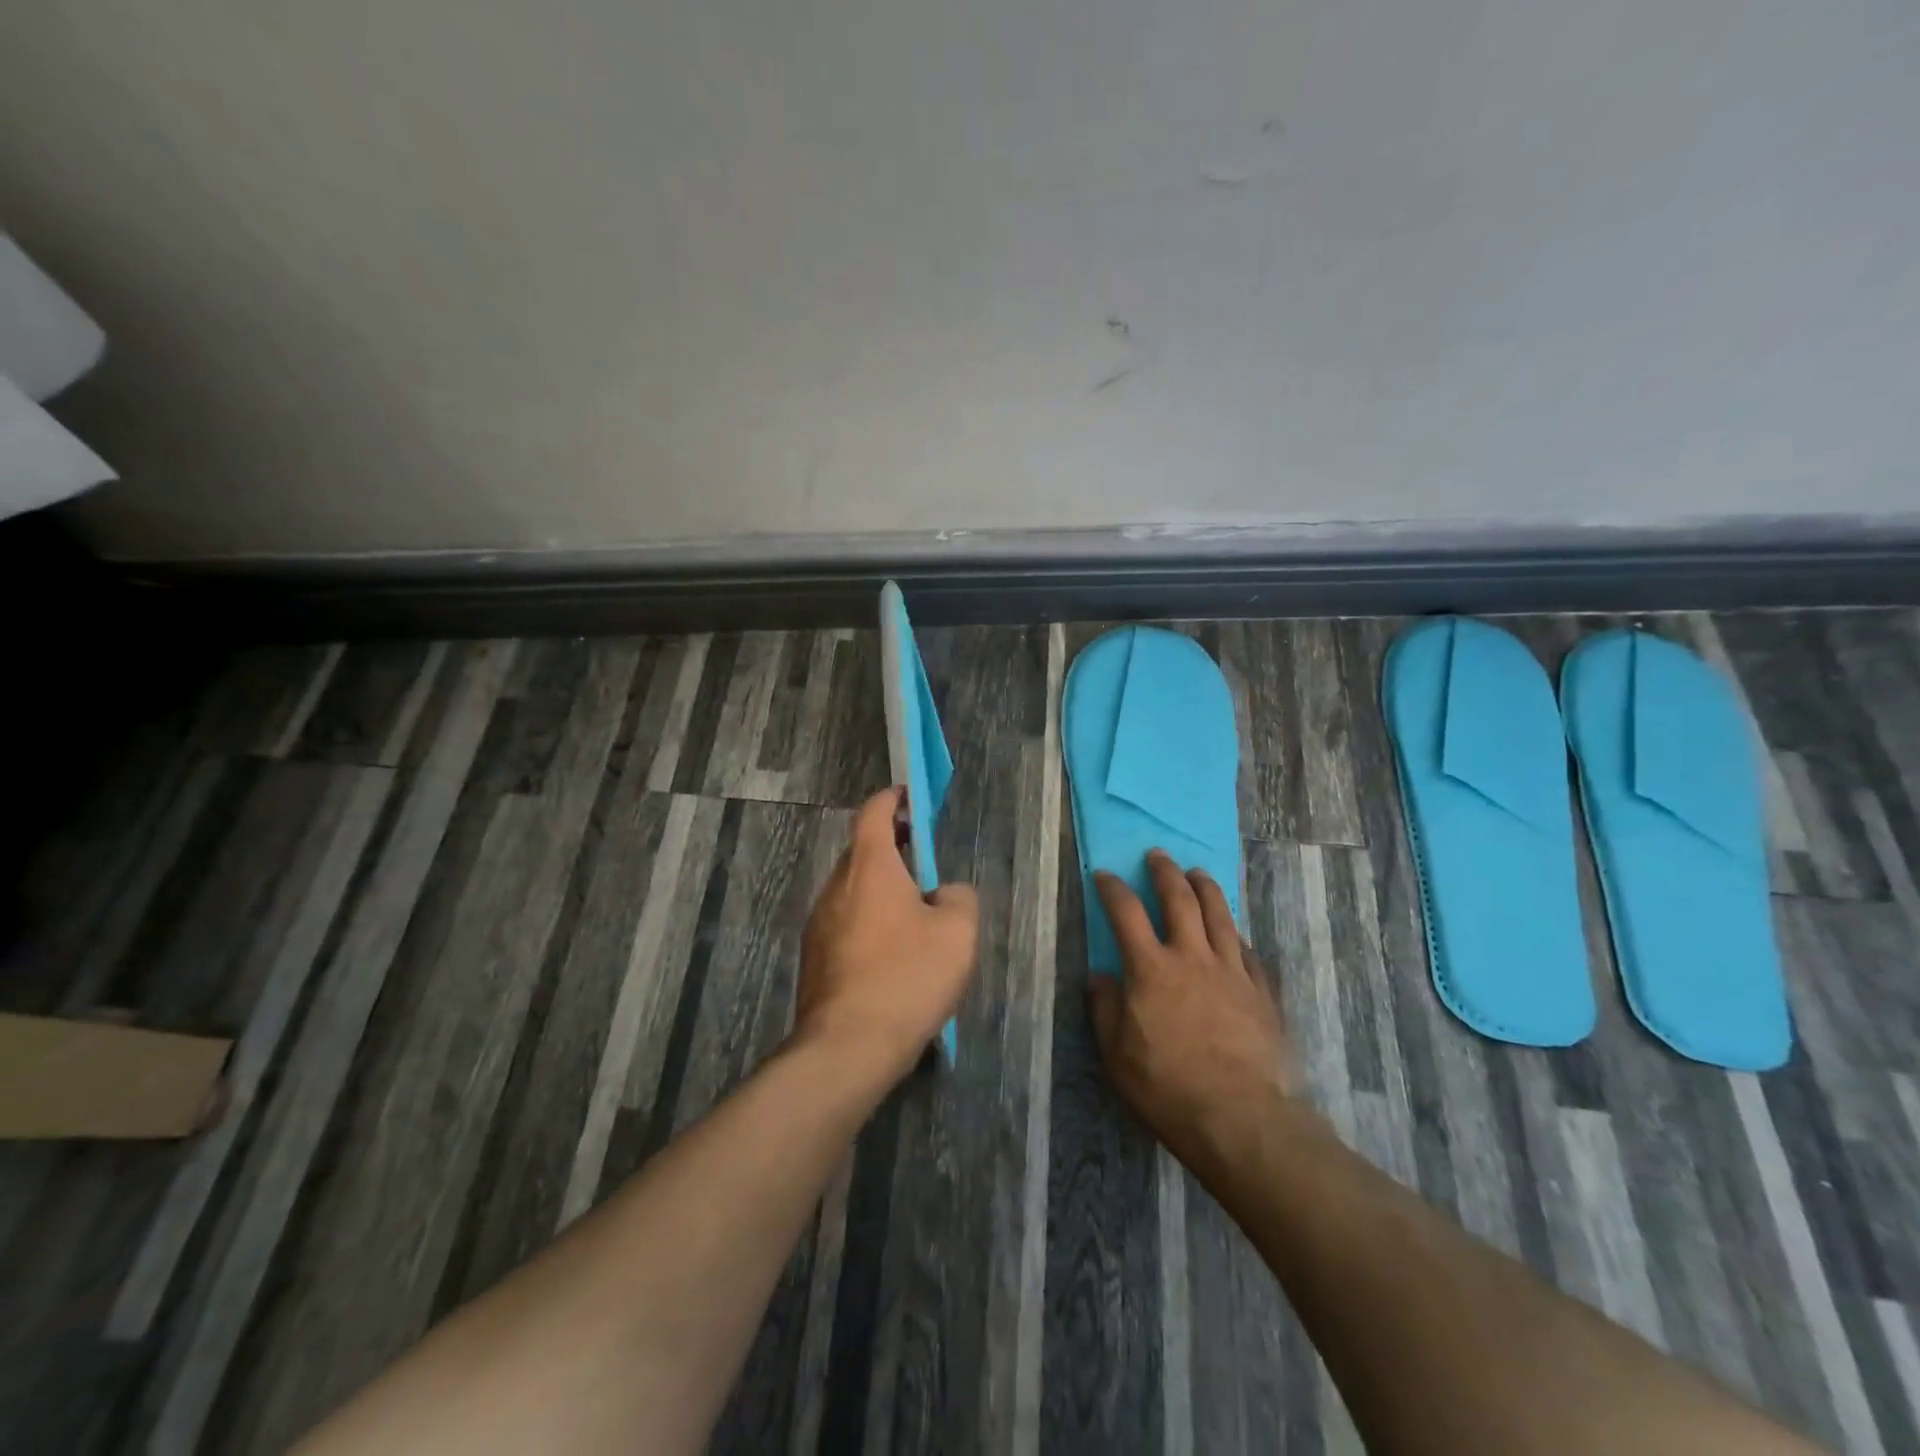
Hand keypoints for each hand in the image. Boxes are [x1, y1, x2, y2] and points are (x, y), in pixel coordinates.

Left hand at [793, 787, 979, 1083]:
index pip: (874, 812)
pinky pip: (846, 924)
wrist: (847, 1048)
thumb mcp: (957, 932)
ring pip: (854, 892)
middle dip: (893, 850)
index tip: (911, 799)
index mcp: (869, 867)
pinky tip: (893, 959)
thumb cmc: (907, 977)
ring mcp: (819, 924)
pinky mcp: (814, 959)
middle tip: (925, 866)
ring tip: (916, 919)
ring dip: (881, 891)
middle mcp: (836, 887)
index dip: (893, 799)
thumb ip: (957, 897)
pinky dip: (869, 924)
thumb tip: (943, 894)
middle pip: (863, 852)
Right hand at [1088, 851, 1302, 1170]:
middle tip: (1158, 855)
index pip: (1127, 912)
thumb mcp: (1116, 1054)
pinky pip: (1249, 950)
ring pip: (1220, 914)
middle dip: (1165, 872)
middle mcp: (1192, 956)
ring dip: (1206, 887)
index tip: (1104, 875)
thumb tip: (1099, 976)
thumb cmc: (1168, 1087)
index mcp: (1151, 968)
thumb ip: (1105, 1008)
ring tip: (1197, 873)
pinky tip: (1234, 933)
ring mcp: (1232, 970)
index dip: (1113, 888)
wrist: (1241, 1118)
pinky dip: (1236, 934)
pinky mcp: (1262, 990)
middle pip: (1179, 898)